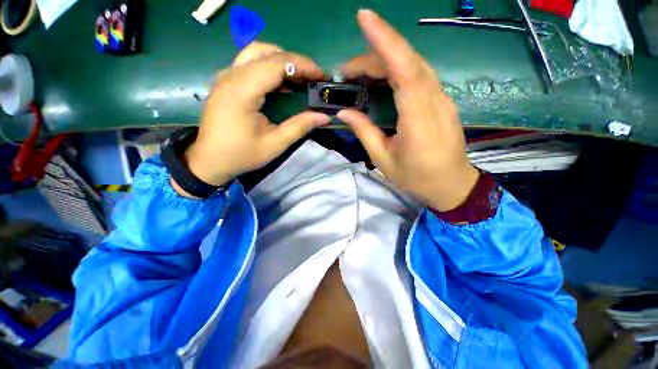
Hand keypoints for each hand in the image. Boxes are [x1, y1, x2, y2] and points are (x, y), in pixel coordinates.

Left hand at [175, 42, 330, 194]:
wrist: (209, 161)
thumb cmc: (242, 155)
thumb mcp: (275, 144)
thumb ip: (300, 127)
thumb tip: (324, 117)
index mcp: (242, 90)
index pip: (277, 63)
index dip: (303, 65)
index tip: (320, 76)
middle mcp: (231, 76)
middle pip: (266, 52)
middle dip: (294, 62)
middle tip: (310, 79)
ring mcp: (225, 76)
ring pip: (256, 53)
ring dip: (281, 62)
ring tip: (298, 80)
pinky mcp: (225, 82)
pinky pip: (249, 64)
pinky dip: (269, 68)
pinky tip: (280, 86)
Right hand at [338, 10, 478, 210]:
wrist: (452, 185)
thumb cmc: (417, 177)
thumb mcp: (384, 160)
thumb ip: (365, 132)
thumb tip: (345, 112)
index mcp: (418, 118)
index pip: (404, 69)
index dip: (385, 40)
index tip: (365, 18)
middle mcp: (434, 101)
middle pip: (407, 62)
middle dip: (375, 55)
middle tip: (347, 71)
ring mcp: (441, 99)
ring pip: (414, 66)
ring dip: (385, 61)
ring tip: (360, 73)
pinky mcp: (441, 101)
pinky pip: (419, 77)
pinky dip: (398, 70)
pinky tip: (382, 78)